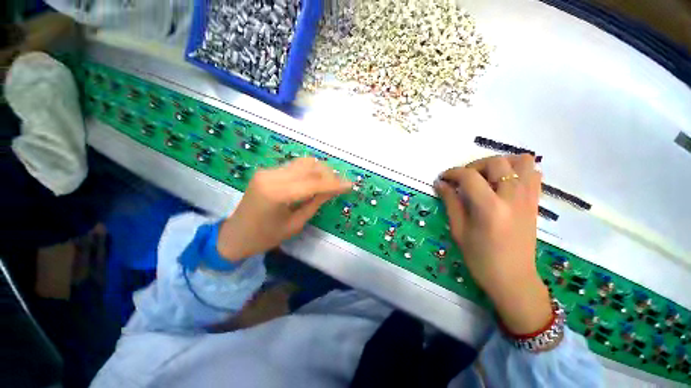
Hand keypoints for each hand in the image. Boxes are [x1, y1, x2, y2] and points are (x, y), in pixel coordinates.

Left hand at [218, 158, 351, 260]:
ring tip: (329, 182)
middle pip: (309, 166)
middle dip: (329, 174)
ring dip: (319, 171)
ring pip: (303, 163)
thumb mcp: (295, 224)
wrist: (235, 235)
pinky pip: (294, 167)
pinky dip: (309, 172)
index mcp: (277, 193)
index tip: (350, 185)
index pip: (313, 183)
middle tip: (340, 185)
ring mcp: (268, 171)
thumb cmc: (265, 237)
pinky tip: (314, 181)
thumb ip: (316, 203)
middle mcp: (271, 176)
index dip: (334, 183)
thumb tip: (333, 189)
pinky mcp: (267, 171)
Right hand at [435, 155, 551, 333]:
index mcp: (490, 208)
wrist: (513, 279)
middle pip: (496, 162)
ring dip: (501, 164)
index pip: (469, 176)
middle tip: (463, 179)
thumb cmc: (480, 258)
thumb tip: (440, 183)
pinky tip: (504, 184)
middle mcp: (513, 197)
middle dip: (474, 166)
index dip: (452, 173)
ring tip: (486, 177)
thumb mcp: (459, 230)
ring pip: (522, 161)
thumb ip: (451, 202)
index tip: (443, 178)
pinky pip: (534, 174)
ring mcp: (528, 198)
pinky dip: (519, 171)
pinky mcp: (535, 203)